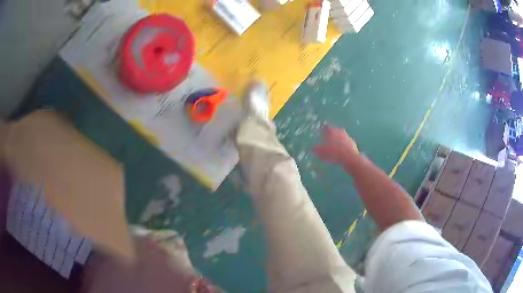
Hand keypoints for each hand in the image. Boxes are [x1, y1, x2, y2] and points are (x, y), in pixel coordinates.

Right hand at [313, 124, 358, 163]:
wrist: (349, 157)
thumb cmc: (333, 153)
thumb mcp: (321, 152)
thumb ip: (316, 149)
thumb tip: (313, 147)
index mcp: (331, 130)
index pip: (325, 127)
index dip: (322, 130)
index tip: (321, 133)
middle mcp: (339, 130)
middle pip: (333, 131)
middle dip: (330, 135)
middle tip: (327, 140)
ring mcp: (347, 136)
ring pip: (340, 136)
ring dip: (337, 140)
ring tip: (334, 147)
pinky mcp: (352, 142)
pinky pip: (345, 142)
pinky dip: (343, 145)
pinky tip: (341, 151)